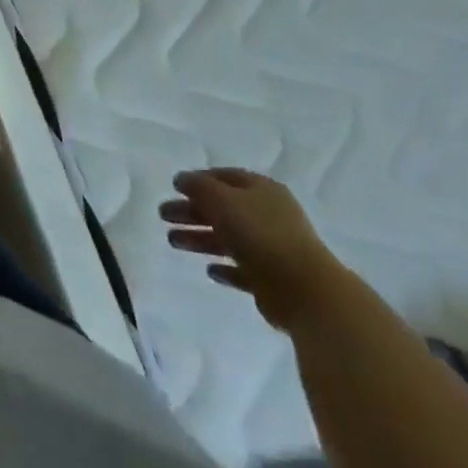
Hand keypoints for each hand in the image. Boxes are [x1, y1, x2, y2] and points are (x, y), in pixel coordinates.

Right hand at [159, 169, 344, 331]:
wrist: (304, 290)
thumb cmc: (259, 233)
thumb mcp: (221, 199)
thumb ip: (197, 186)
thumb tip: (182, 179)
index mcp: (262, 190)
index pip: (225, 177)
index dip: (198, 180)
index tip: (174, 187)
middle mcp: (268, 215)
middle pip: (222, 208)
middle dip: (191, 211)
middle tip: (163, 215)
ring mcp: (272, 248)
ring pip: (228, 239)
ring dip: (200, 238)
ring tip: (173, 242)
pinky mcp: (272, 280)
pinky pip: (242, 270)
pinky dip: (224, 268)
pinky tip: (209, 270)